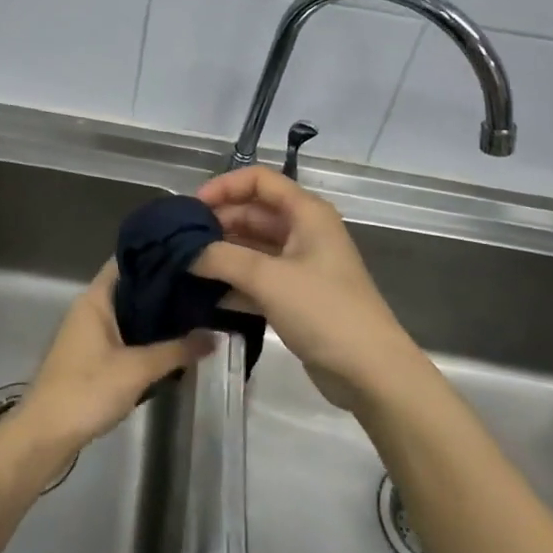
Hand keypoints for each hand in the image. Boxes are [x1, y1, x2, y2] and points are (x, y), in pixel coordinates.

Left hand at [14, 260, 216, 461]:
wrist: (46, 434)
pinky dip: (143, 336)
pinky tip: (169, 343)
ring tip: (193, 311)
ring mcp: (87, 333)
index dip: (155, 255)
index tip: (189, 256)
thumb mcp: (138, 369)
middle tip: (200, 286)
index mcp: (95, 299)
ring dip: (153, 315)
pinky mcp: (89, 357)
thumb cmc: (87, 390)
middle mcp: (89, 309)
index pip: (126, 261)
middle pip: (129, 287)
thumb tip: (216, 335)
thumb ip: (177, 350)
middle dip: (161, 288)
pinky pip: (121, 335)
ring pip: (126, 313)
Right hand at [190, 166, 423, 410]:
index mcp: (306, 213)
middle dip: (218, 222)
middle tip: (181, 242)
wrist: (370, 371)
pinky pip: (258, 278)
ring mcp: (301, 265)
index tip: (192, 208)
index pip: (260, 180)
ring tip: (185, 266)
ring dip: (223, 253)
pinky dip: (234, 281)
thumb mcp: (268, 278)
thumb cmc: (324, 311)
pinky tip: (205, 295)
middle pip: (253, 213)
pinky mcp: (296, 296)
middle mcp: (304, 231)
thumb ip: (222, 258)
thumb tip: (185, 252)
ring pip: (253, 247)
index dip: (224, 186)